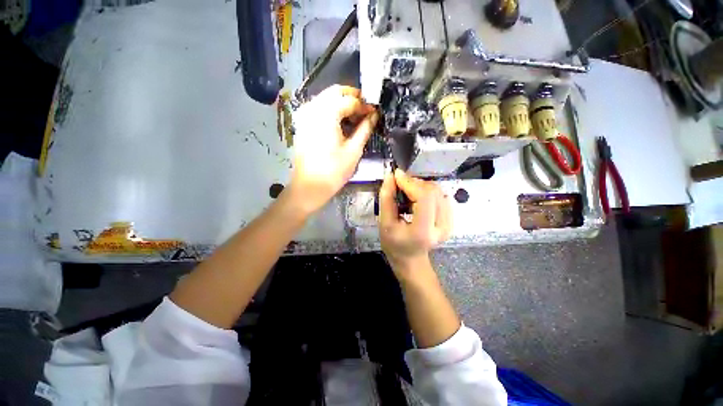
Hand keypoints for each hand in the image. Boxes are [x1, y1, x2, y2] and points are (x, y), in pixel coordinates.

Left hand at [288, 85, 378, 213]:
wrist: (309, 186)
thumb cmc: (333, 171)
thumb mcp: (354, 150)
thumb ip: (365, 128)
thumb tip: (374, 115)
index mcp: (326, 114)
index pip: (349, 99)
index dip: (364, 105)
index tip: (374, 113)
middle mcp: (313, 108)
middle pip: (335, 91)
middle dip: (353, 98)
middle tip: (365, 111)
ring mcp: (305, 115)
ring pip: (326, 98)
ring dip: (342, 103)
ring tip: (355, 119)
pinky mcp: (302, 124)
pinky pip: (319, 108)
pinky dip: (331, 110)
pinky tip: (340, 123)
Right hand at [379, 169, 451, 278]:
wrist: (411, 259)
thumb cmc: (394, 244)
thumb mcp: (384, 223)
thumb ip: (386, 198)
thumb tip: (391, 177)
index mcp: (423, 231)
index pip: (424, 197)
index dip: (410, 183)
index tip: (396, 176)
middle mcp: (442, 226)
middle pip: (433, 191)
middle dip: (414, 183)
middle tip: (399, 185)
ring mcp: (450, 223)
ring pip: (438, 191)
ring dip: (420, 186)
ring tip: (407, 192)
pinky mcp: (451, 219)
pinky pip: (440, 195)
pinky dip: (427, 191)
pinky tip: (417, 198)